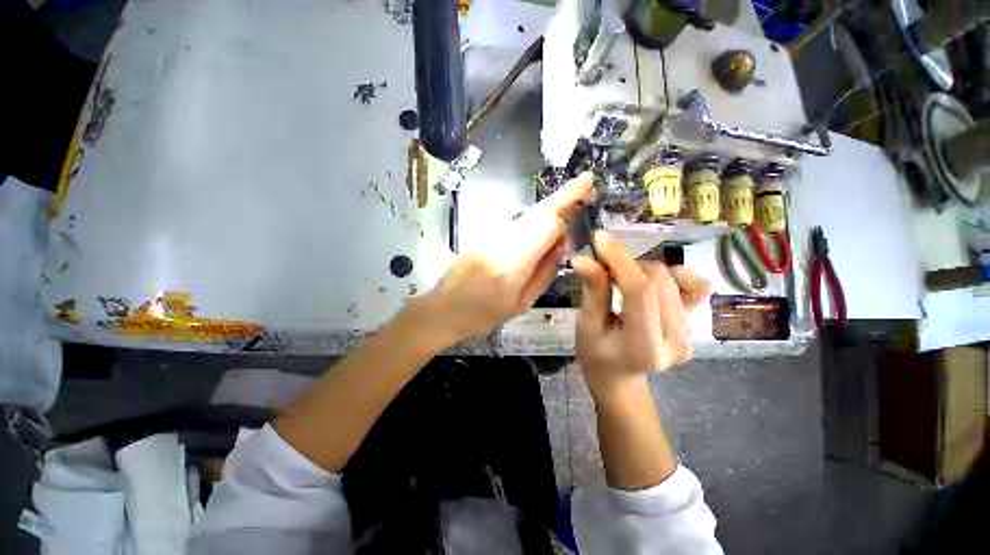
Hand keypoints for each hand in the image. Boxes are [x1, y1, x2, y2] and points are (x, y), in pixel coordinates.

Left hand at [421, 173, 593, 345]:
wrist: (445, 307)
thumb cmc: (484, 313)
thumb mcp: (522, 302)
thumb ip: (545, 272)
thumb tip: (560, 245)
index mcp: (512, 262)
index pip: (546, 226)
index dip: (562, 227)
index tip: (567, 241)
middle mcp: (501, 239)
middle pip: (538, 211)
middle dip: (564, 196)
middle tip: (587, 180)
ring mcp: (491, 234)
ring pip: (528, 214)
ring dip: (550, 208)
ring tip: (572, 199)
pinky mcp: (486, 233)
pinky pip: (517, 223)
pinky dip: (535, 220)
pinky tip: (544, 226)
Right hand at [572, 232, 708, 400]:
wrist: (618, 376)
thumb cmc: (595, 354)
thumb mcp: (587, 324)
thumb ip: (592, 290)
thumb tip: (584, 258)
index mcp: (644, 346)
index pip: (640, 291)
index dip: (620, 260)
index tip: (600, 239)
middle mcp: (675, 340)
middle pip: (657, 280)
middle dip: (626, 264)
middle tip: (602, 265)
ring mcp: (689, 334)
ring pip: (671, 279)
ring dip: (641, 269)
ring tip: (620, 278)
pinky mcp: (693, 325)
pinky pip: (695, 288)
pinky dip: (675, 275)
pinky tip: (655, 279)